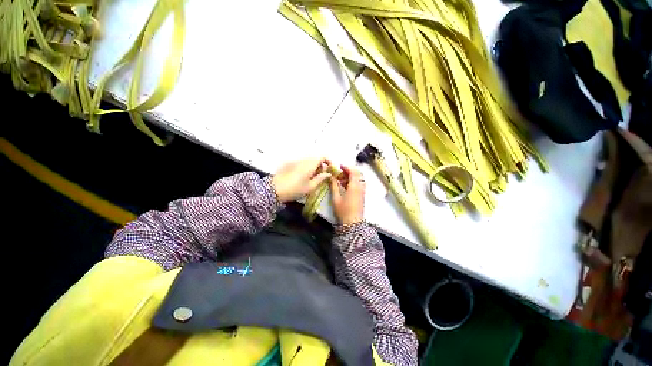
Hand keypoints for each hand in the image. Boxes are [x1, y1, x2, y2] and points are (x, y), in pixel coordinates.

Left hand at [272, 158, 331, 202]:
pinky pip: (301, 163)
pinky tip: (302, 177)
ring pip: (308, 161)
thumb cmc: (295, 189)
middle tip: (321, 176)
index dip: (328, 161)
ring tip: (311, 178)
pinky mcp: (289, 164)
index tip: (329, 168)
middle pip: (315, 158)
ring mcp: (295, 161)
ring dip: (313, 167)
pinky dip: (305, 167)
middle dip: (320, 165)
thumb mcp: (310, 186)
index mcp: (310, 164)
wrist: (274, 189)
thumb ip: (321, 178)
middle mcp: (303, 160)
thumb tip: (328, 174)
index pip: (322, 156)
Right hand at [330, 165, 365, 224]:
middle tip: (340, 173)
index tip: (339, 166)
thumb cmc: (343, 211)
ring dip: (351, 177)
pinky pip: (359, 184)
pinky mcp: (362, 196)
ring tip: (341, 180)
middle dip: (349, 171)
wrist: (353, 224)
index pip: (353, 172)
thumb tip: (331, 176)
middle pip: (357, 174)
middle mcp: (360, 187)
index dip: (347, 167)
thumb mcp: (336, 198)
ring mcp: (362, 192)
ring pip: (358, 179)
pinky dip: (353, 182)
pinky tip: (345, 186)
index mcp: (354, 186)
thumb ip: (334, 186)